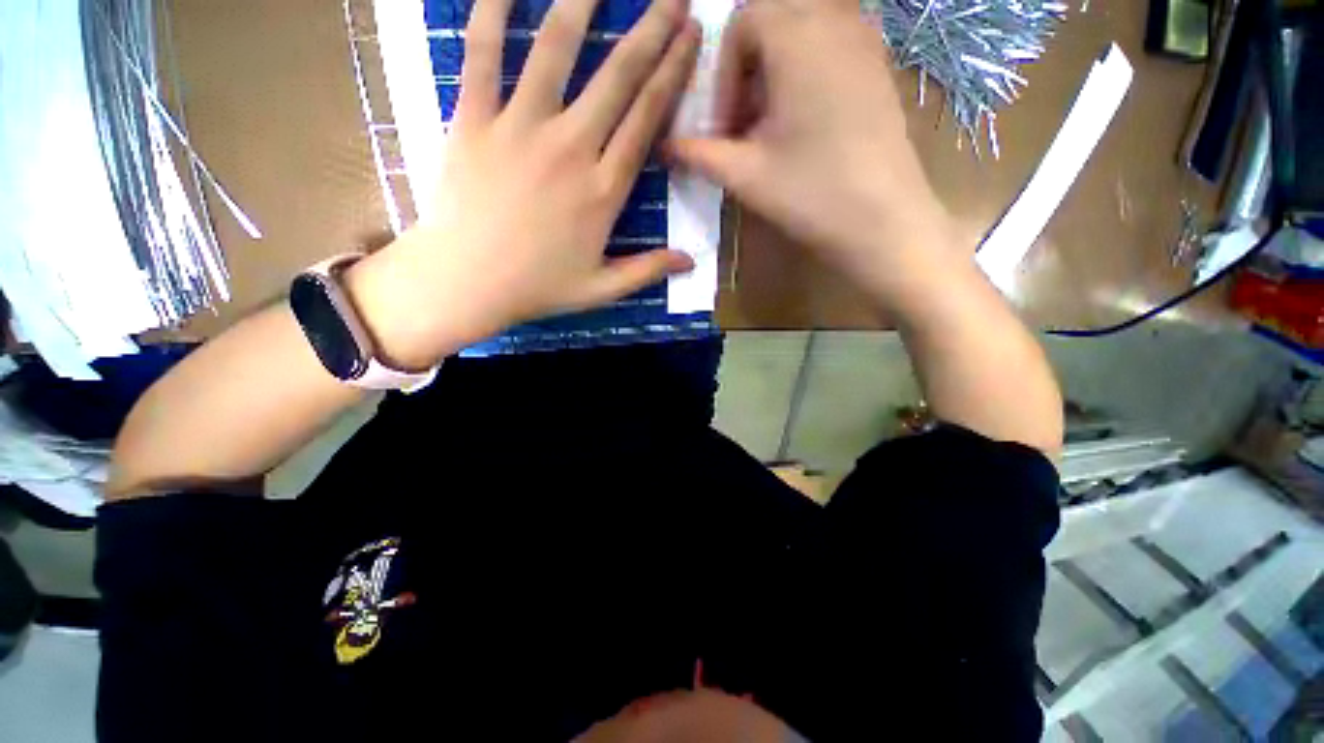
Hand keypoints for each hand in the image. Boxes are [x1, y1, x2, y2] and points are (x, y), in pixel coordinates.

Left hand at [351, 0, 701, 369]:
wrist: (467, 283)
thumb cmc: (538, 288)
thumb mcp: (602, 289)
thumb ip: (648, 270)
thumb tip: (691, 261)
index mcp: (604, 190)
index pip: (647, 119)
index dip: (672, 73)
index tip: (691, 36)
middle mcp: (571, 149)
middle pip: (618, 77)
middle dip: (651, 30)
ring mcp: (520, 129)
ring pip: (556, 51)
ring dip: (584, 4)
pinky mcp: (473, 121)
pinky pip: (481, 55)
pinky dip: (490, 13)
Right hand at [668, 0, 956, 302]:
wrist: (883, 222)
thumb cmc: (810, 194)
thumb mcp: (745, 174)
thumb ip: (699, 155)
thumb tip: (665, 147)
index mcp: (798, 34)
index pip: (743, 22)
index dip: (724, 75)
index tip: (726, 128)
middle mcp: (836, 20)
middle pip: (774, 19)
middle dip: (748, 70)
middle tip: (745, 125)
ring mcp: (866, 41)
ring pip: (804, 32)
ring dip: (776, 72)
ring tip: (772, 127)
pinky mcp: (881, 67)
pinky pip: (833, 47)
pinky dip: (806, 74)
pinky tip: (804, 124)